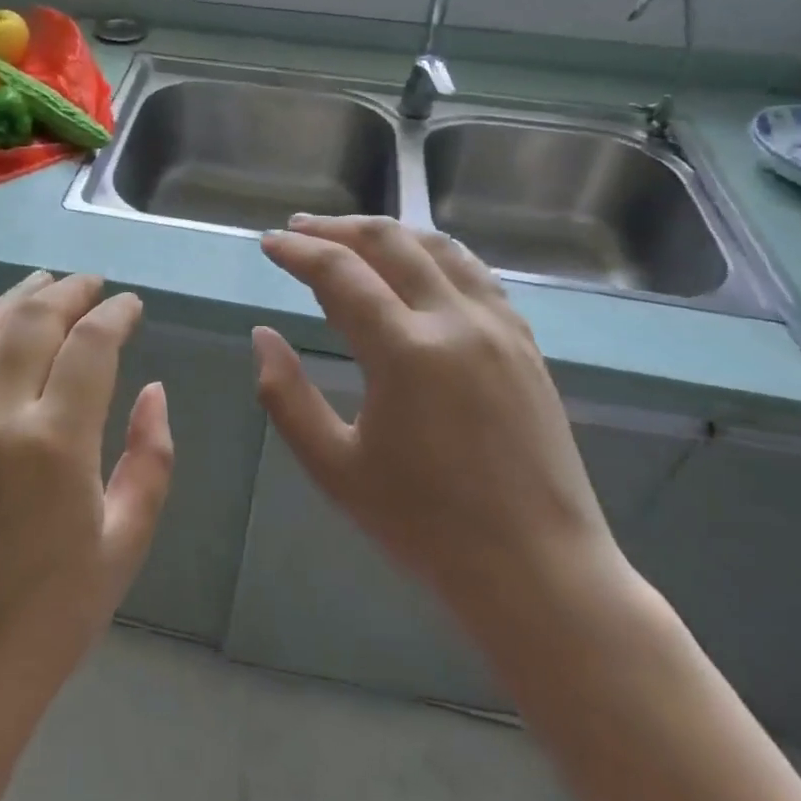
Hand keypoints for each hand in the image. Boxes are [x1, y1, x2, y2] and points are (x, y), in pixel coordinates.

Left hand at [0, 271, 174, 768]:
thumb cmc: (54, 617)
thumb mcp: (125, 543)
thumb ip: (150, 459)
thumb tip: (153, 391)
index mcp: (56, 442)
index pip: (90, 345)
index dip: (115, 315)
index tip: (132, 305)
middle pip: (32, 322)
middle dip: (68, 292)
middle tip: (92, 284)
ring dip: (14, 299)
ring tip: (42, 284)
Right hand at [254, 215, 621, 628]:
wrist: (539, 571)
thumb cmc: (425, 526)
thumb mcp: (334, 467)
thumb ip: (286, 396)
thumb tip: (262, 335)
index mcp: (406, 352)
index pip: (339, 274)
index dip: (298, 252)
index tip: (268, 243)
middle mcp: (456, 322)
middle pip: (390, 243)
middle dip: (337, 229)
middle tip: (299, 229)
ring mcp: (499, 327)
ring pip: (438, 247)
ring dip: (387, 232)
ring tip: (350, 236)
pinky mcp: (525, 343)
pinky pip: (474, 273)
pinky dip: (433, 254)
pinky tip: (416, 266)